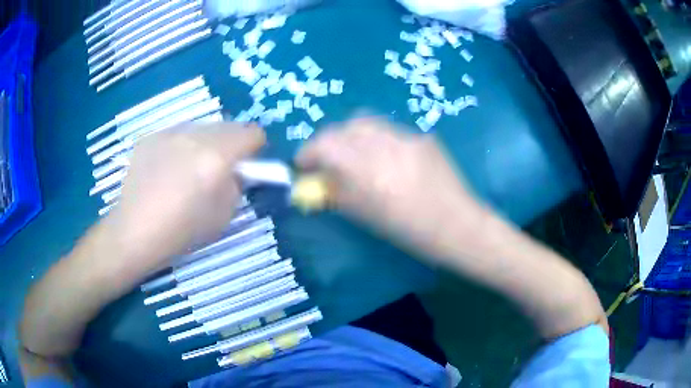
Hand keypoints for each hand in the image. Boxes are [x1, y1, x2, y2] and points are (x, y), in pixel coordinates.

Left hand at [104, 122, 264, 277]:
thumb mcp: (223, 216)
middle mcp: (195, 136)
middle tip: (220, 167)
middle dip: (231, 143)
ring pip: (201, 127)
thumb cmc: (182, 231)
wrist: (135, 231)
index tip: (248, 163)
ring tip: (190, 167)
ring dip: (206, 142)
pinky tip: (167, 169)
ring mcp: (170, 133)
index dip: (255, 147)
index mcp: (217, 156)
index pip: (252, 133)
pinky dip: (181, 146)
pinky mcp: (151, 137)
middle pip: (228, 125)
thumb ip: (236, 186)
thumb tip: (234, 172)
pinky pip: (177, 134)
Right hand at [296, 117, 488, 260]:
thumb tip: (315, 180)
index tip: (303, 164)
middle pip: (346, 126)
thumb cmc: (410, 231)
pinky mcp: (423, 136)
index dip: (308, 152)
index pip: (325, 144)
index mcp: (368, 170)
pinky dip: (379, 141)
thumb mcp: (365, 217)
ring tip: (358, 156)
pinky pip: (391, 131)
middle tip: (330, 158)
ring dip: (354, 136)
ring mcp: (407, 137)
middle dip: (331, 140)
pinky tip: (389, 160)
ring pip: (369, 123)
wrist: (458, 225)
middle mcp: (385, 145)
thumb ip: (335, 193)